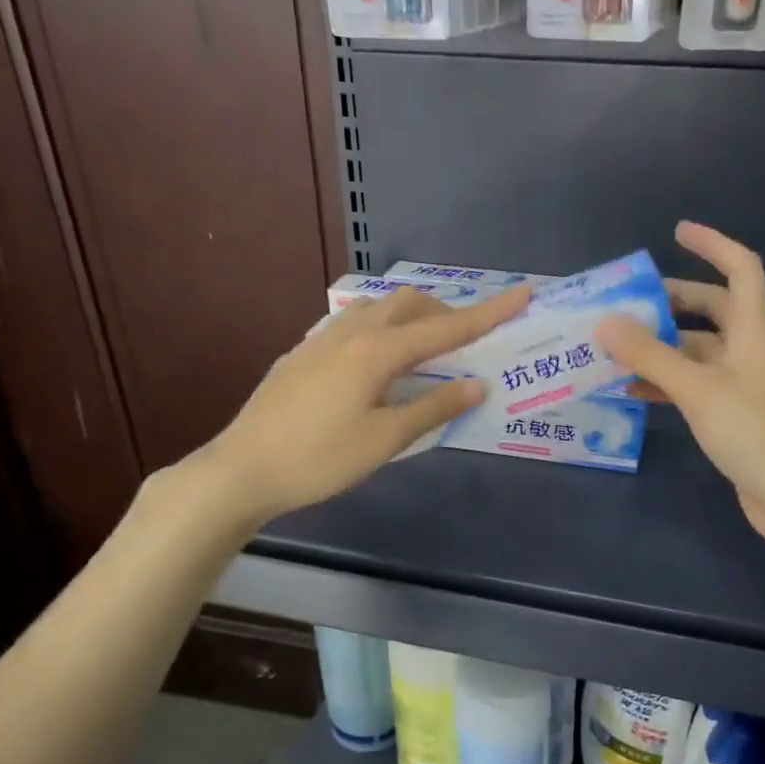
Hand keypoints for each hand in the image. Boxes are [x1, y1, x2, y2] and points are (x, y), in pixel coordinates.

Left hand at [176, 284, 530, 528]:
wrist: (241, 469)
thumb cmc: (319, 459)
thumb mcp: (385, 439)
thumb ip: (434, 407)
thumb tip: (478, 384)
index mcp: (376, 351)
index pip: (445, 328)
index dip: (488, 313)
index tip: (522, 294)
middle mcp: (350, 332)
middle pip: (408, 303)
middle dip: (444, 312)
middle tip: (463, 343)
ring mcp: (321, 339)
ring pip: (377, 309)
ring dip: (410, 319)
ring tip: (423, 354)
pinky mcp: (302, 354)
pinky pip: (353, 325)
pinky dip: (381, 331)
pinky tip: (376, 367)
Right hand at [596, 222, 764, 554]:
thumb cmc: (754, 434)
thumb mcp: (697, 390)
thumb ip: (650, 354)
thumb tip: (605, 321)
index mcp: (753, 331)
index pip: (741, 268)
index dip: (713, 243)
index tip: (677, 232)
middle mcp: (751, 350)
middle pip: (714, 308)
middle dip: (673, 300)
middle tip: (629, 301)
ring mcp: (744, 384)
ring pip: (699, 350)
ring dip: (663, 344)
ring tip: (617, 346)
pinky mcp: (735, 414)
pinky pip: (696, 384)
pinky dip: (667, 380)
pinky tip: (633, 389)